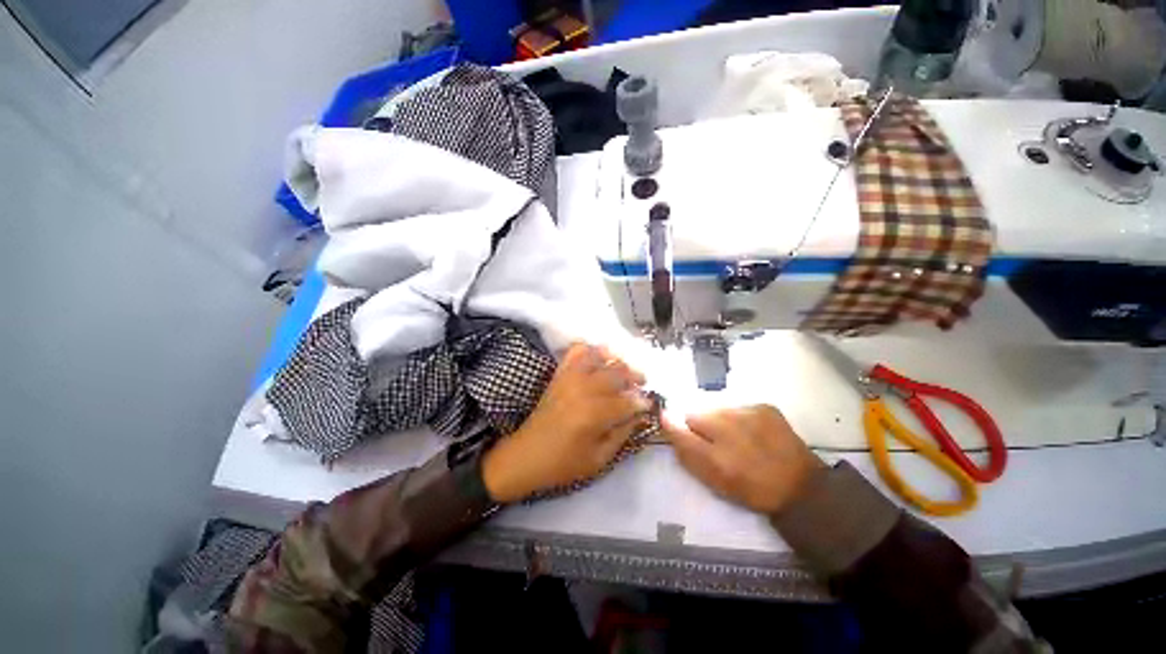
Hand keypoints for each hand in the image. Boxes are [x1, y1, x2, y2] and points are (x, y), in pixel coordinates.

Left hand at [482, 343, 651, 502]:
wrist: (526, 455)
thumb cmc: (564, 463)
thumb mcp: (599, 459)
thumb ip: (622, 434)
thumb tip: (639, 415)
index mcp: (595, 414)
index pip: (628, 401)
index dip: (642, 402)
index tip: (649, 404)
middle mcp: (584, 390)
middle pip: (617, 372)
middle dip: (635, 376)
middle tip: (641, 383)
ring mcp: (570, 378)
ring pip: (600, 356)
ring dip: (616, 359)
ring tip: (623, 369)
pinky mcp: (559, 375)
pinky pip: (575, 351)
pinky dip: (589, 349)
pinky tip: (598, 358)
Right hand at [663, 405, 824, 514]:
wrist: (801, 487)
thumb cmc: (752, 490)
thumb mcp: (714, 482)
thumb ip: (687, 454)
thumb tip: (668, 425)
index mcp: (714, 456)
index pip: (677, 428)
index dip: (672, 425)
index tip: (670, 425)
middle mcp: (727, 428)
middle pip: (695, 414)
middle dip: (699, 426)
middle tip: (714, 441)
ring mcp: (747, 413)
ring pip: (716, 408)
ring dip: (718, 420)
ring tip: (736, 436)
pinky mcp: (763, 406)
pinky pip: (737, 406)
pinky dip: (738, 417)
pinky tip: (752, 431)